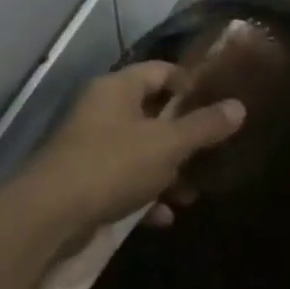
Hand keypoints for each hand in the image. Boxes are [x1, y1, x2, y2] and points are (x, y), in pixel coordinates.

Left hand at [24, 62, 246, 232]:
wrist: (50, 214)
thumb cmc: (113, 164)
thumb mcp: (167, 145)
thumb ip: (204, 126)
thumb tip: (239, 106)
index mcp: (117, 88)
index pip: (161, 71)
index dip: (191, 84)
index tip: (219, 105)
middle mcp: (101, 110)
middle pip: (152, 114)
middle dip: (184, 138)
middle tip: (212, 155)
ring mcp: (90, 146)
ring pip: (140, 151)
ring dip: (167, 172)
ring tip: (190, 194)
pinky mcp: (84, 180)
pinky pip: (123, 181)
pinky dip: (144, 195)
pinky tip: (162, 217)